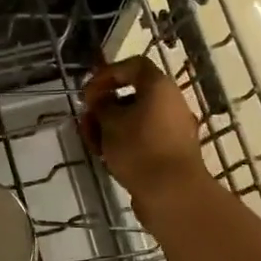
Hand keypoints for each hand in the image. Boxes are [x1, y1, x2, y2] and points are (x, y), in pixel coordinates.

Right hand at [79, 57, 208, 209]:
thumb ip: (101, 106)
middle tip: (86, 120)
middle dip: (105, 106)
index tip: (89, 93)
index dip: (107, 74)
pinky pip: (144, 138)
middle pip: (133, 95)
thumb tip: (102, 102)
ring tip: (93, 144)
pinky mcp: (172, 152)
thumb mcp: (110, 122)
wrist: (173, 194)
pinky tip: (108, 157)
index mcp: (160, 87)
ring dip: (111, 126)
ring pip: (136, 119)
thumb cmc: (139, 149)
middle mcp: (171, 103)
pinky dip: (125, 142)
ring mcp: (174, 129)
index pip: (133, 66)